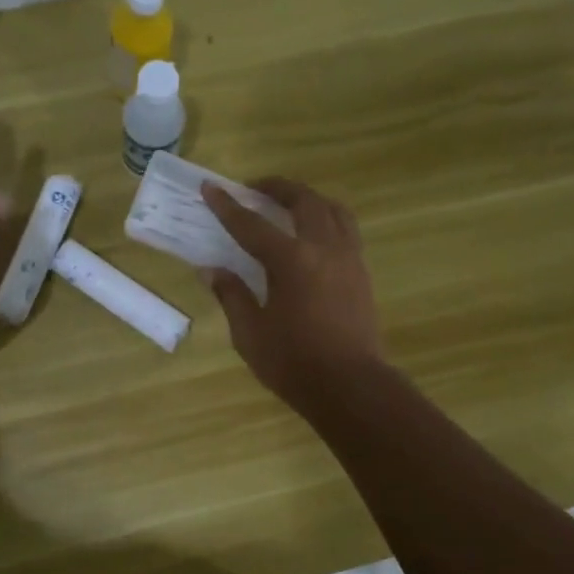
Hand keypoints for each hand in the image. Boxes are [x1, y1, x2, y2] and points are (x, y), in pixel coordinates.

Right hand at [202, 178, 384, 411]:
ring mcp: (348, 258)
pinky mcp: (362, 273)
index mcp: (291, 261)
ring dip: (308, 198)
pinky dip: (327, 219)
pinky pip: (346, 230)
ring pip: (332, 210)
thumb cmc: (293, 362)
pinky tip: (315, 235)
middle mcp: (323, 248)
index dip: (228, 206)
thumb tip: (211, 270)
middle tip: (254, 189)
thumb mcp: (250, 333)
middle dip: (276, 188)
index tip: (210, 187)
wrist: (349, 386)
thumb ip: (232, 295)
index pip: (252, 225)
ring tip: (290, 204)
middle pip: (302, 201)